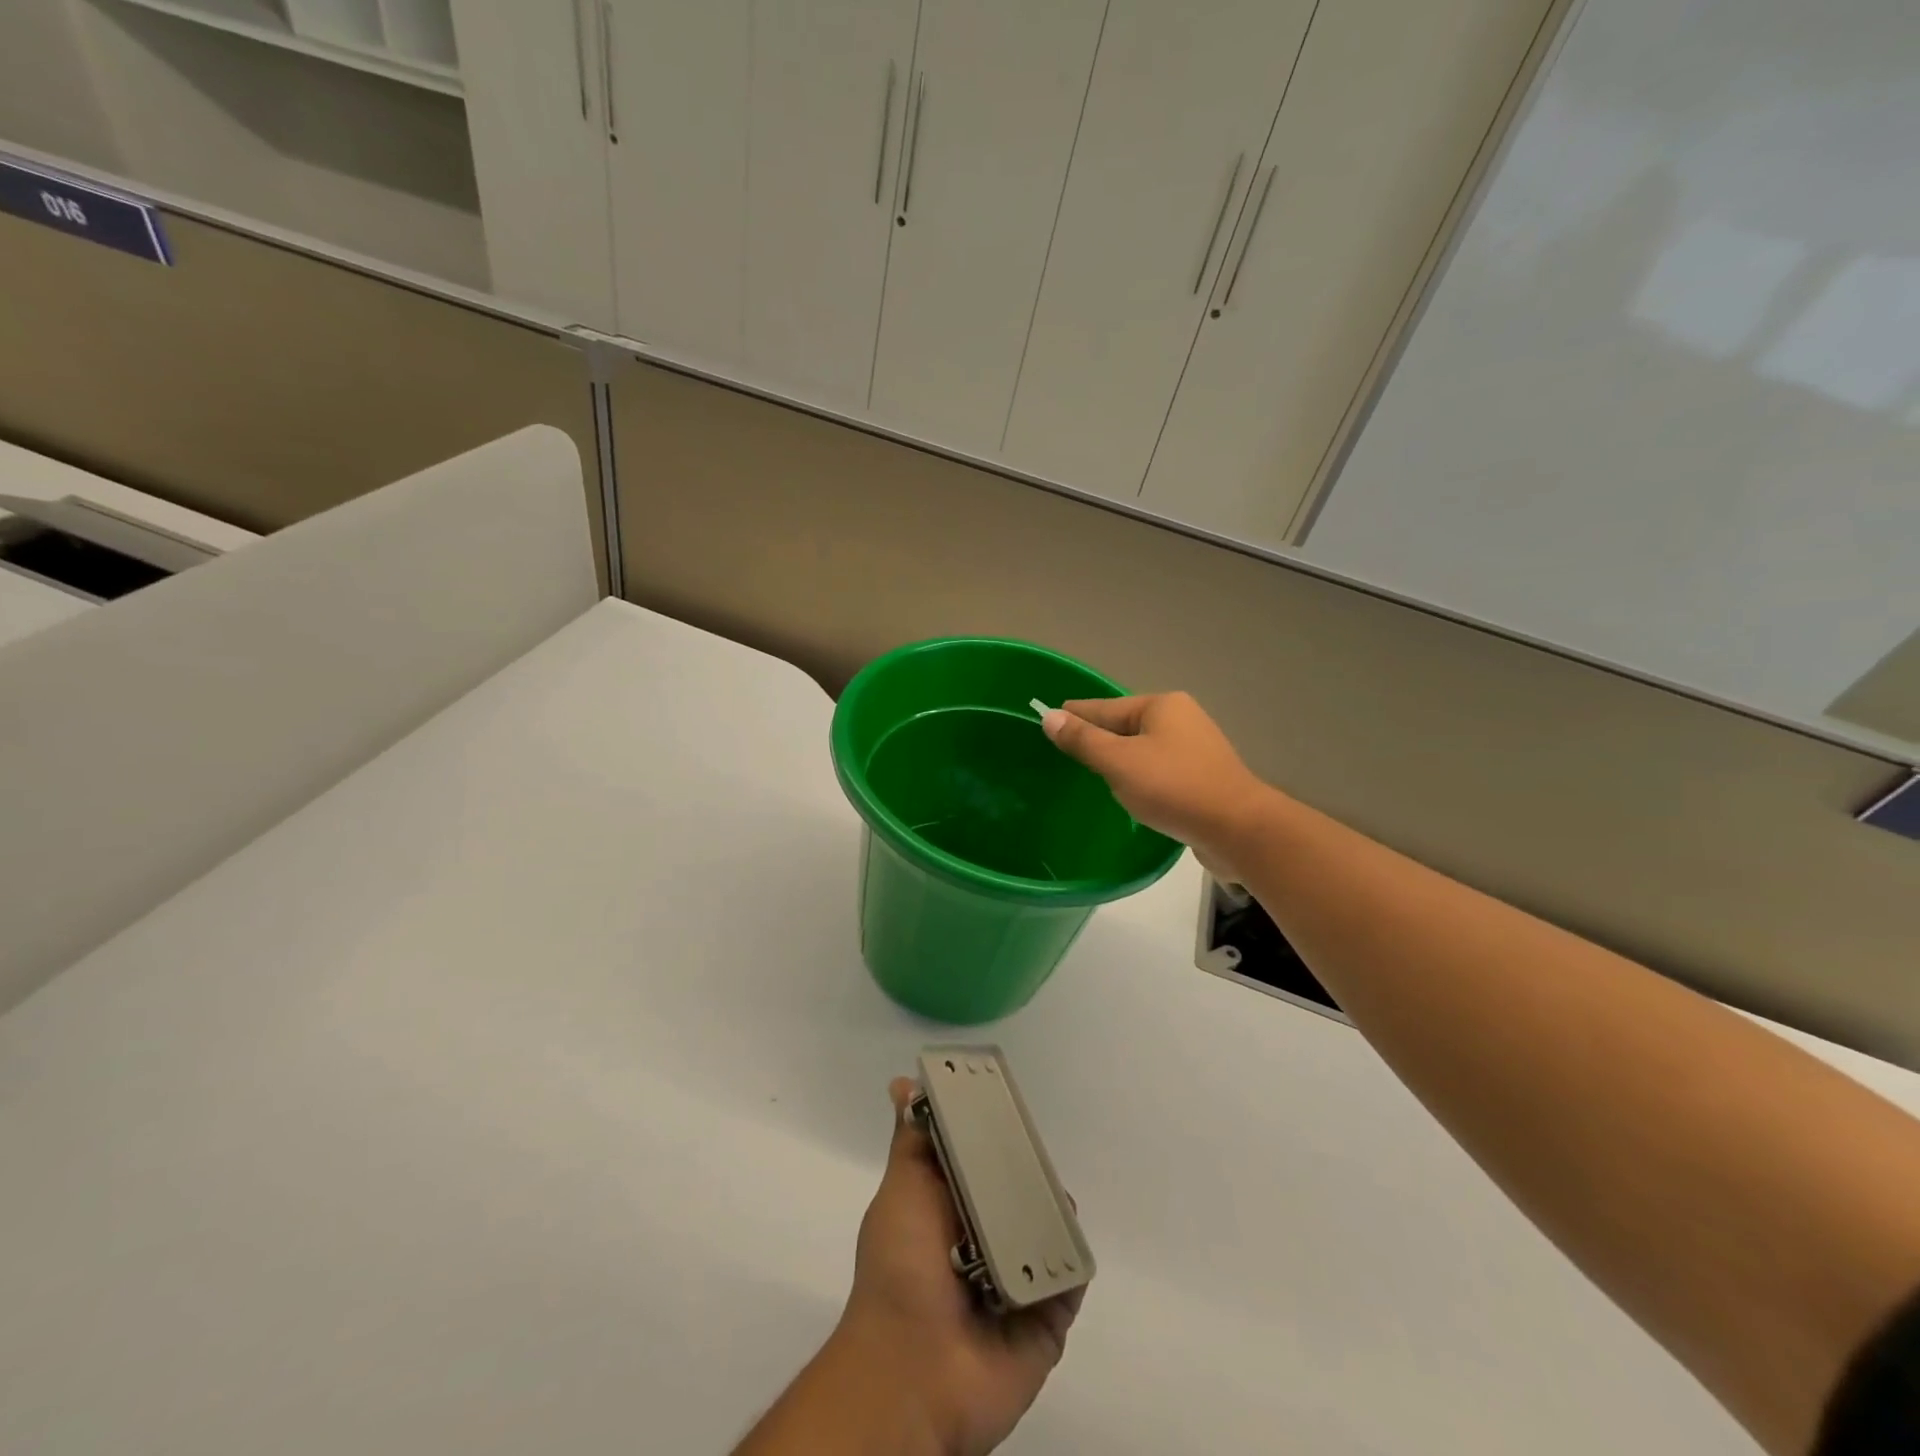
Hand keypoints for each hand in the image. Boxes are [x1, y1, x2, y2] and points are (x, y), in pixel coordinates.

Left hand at [837, 1078, 1083, 1455]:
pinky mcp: (1048, 1318)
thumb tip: (903, 1083)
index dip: (994, 1131)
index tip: (1007, 1100)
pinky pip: (1071, 1277)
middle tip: (1032, 1146)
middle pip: (1021, 1190)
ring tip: (1046, 1193)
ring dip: (1053, 1209)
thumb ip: (913, 1140)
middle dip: (1029, 1167)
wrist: (913, 1373)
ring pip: (1050, 1229)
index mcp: (953, 1209)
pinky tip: (1064, 1234)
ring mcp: (1020, 1280)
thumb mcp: (902, 1190)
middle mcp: (988, 1240)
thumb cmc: (901, 1268)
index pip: (983, 1158)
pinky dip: (1072, 1257)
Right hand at [1041, 692, 1272, 881]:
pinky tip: (1130, 792)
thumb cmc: (1174, 788)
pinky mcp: (1204, 778)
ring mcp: (1197, 749)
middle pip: (1126, 726)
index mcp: (1162, 706)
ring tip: (1092, 772)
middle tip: (1066, 750)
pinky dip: (1141, 776)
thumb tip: (1050, 717)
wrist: (1239, 829)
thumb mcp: (1119, 762)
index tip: (1049, 719)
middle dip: (1099, 737)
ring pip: (1144, 749)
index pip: (1105, 707)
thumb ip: (1083, 740)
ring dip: (1120, 759)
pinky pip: (1160, 770)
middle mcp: (1182, 719)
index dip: (1075, 715)